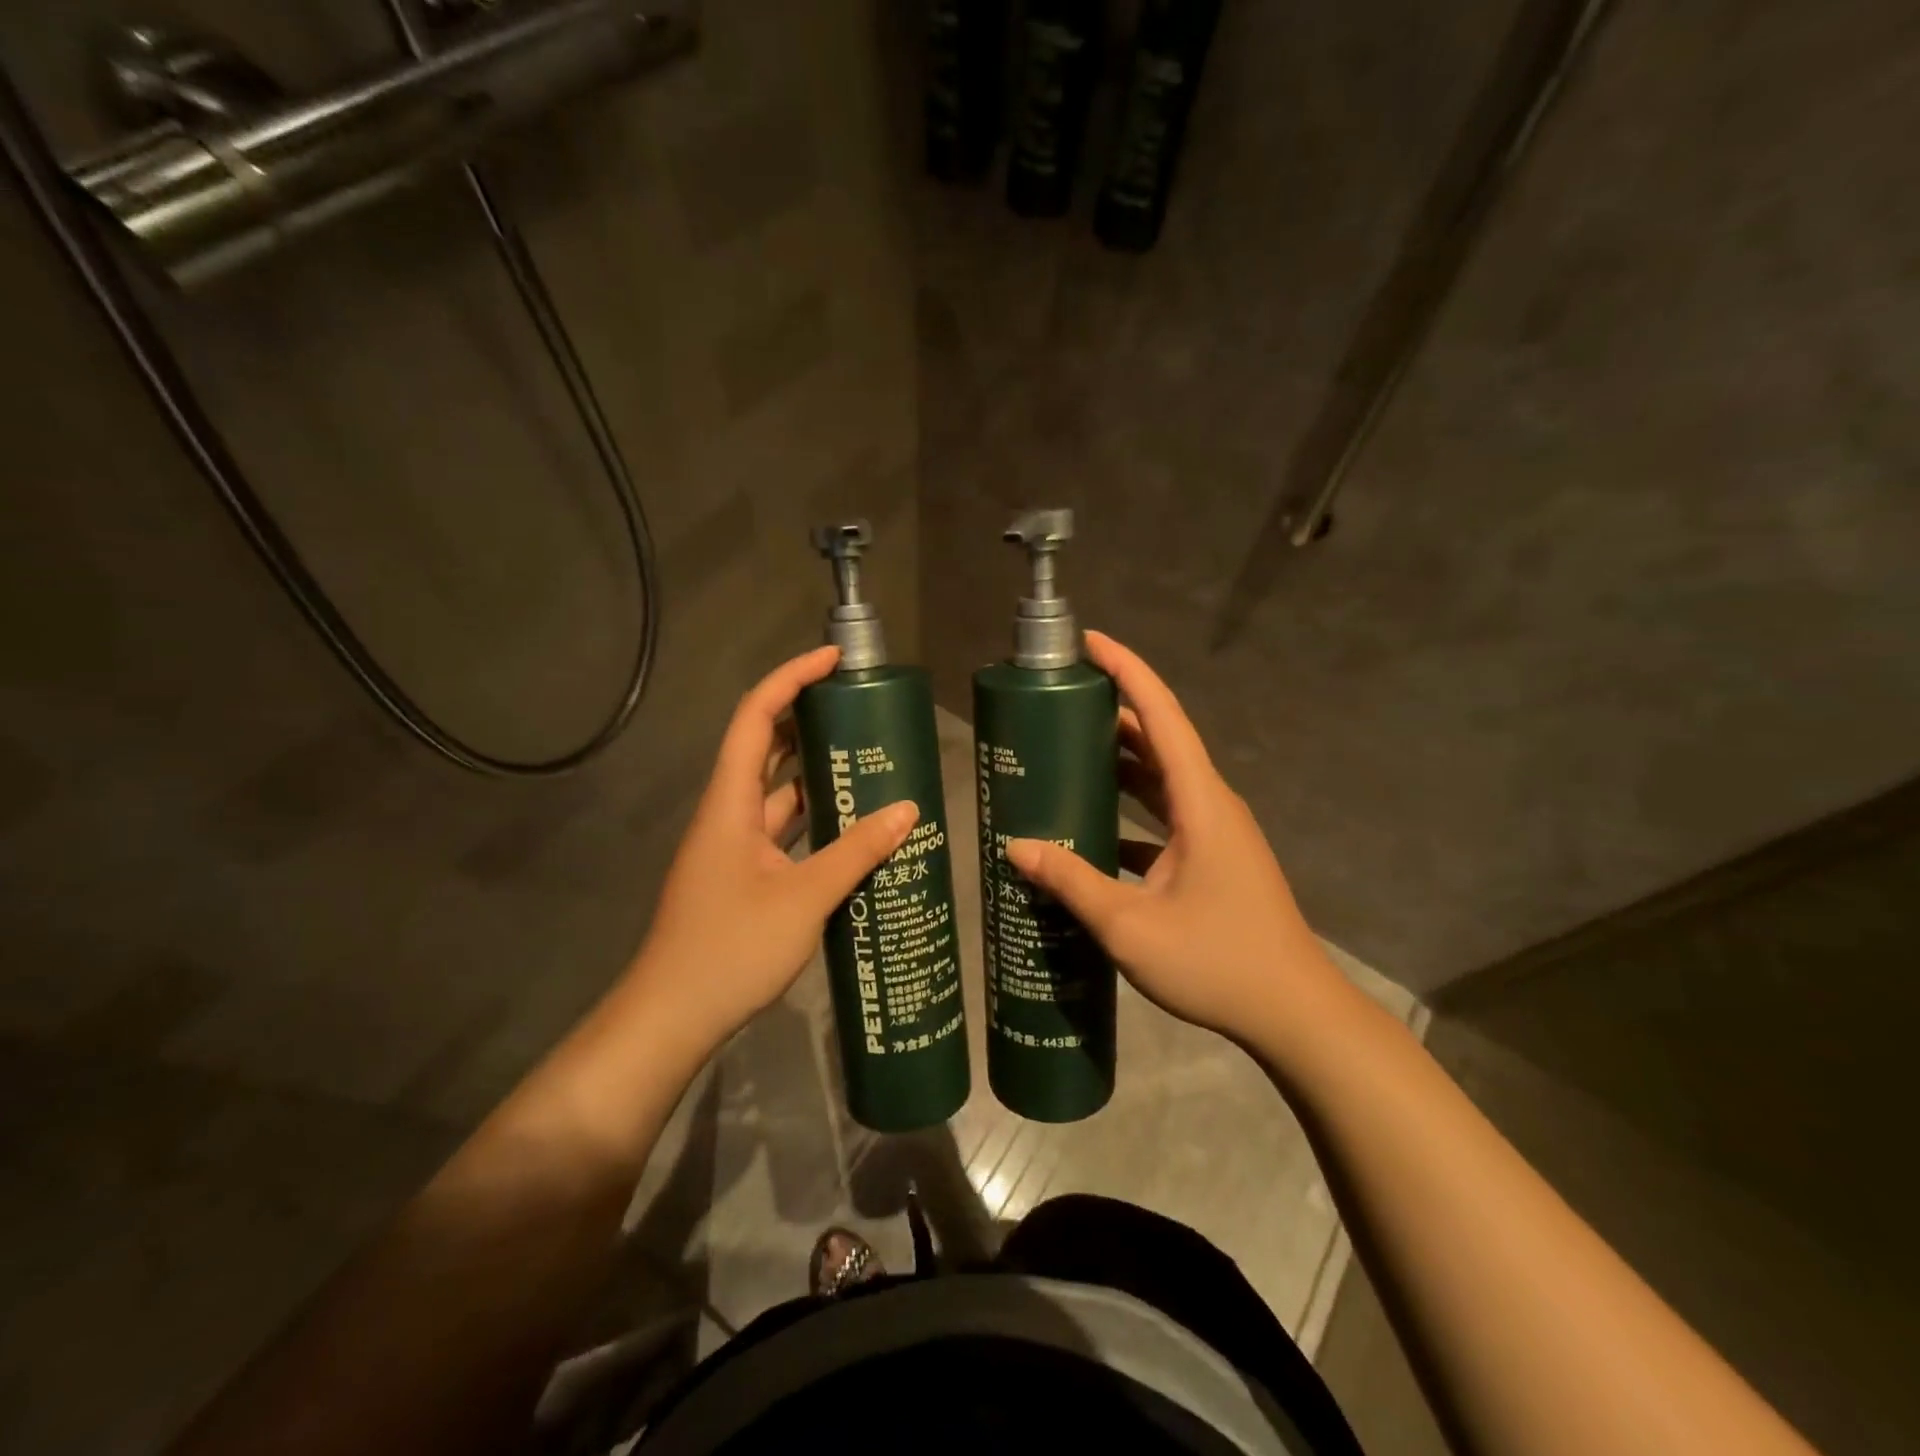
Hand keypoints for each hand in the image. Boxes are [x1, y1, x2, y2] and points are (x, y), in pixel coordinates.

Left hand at [628, 646, 918, 1051]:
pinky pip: (783, 831)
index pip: (755, 717)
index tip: (834, 661)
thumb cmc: (730, 948)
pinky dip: (815, 820)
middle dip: (808, 720)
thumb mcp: (804, 898)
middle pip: (765, 748)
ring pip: (777, 793)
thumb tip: (908, 810)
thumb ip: (856, 852)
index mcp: (729, 803)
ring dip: (816, 773)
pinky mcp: (744, 876)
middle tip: (861, 710)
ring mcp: (735, 848)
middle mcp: (728, 815)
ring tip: (868, 759)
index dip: (791, 679)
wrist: (672, 1018)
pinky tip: (853, 826)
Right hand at [1006, 631, 1352, 1054]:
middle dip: (1111, 711)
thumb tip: (1015, 848)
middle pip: (1158, 739)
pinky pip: (1163, 817)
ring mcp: (1214, 832)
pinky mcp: (1212, 859)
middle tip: (1056, 702)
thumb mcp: (1131, 927)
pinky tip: (1090, 827)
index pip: (1162, 715)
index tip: (1088, 642)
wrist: (1294, 1015)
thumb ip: (1072, 882)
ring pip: (1160, 779)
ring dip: (1119, 761)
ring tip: (1064, 751)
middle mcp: (1210, 804)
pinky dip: (1128, 810)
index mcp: (1200, 801)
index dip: (1126, 670)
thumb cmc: (1219, 962)